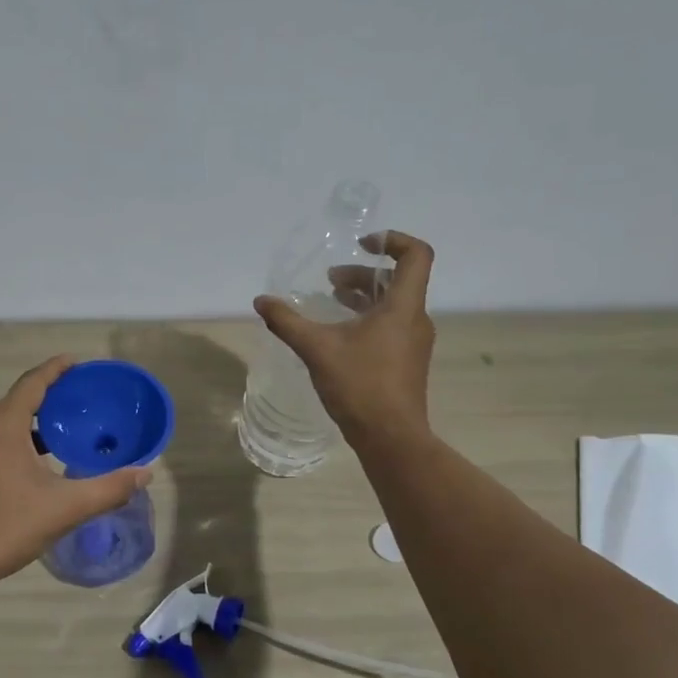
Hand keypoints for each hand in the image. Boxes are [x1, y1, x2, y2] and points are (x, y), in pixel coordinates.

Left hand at [0, 357, 153, 595]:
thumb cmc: (5, 528)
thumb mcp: (65, 508)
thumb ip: (109, 489)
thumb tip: (145, 473)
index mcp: (2, 425)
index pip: (32, 382)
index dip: (56, 369)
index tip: (77, 362)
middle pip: (16, 401)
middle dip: (47, 398)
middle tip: (79, 404)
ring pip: (0, 425)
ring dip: (29, 424)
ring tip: (59, 436)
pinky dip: (11, 442)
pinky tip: (27, 468)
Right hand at [254, 230, 436, 449]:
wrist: (390, 437)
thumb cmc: (359, 386)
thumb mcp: (317, 349)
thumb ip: (287, 321)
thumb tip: (261, 301)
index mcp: (403, 307)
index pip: (416, 255)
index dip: (393, 240)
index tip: (362, 244)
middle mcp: (415, 319)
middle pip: (397, 279)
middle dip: (362, 273)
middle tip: (330, 281)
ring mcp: (414, 342)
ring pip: (393, 304)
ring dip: (363, 297)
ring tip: (331, 302)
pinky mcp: (407, 361)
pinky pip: (391, 325)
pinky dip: (367, 318)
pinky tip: (339, 335)